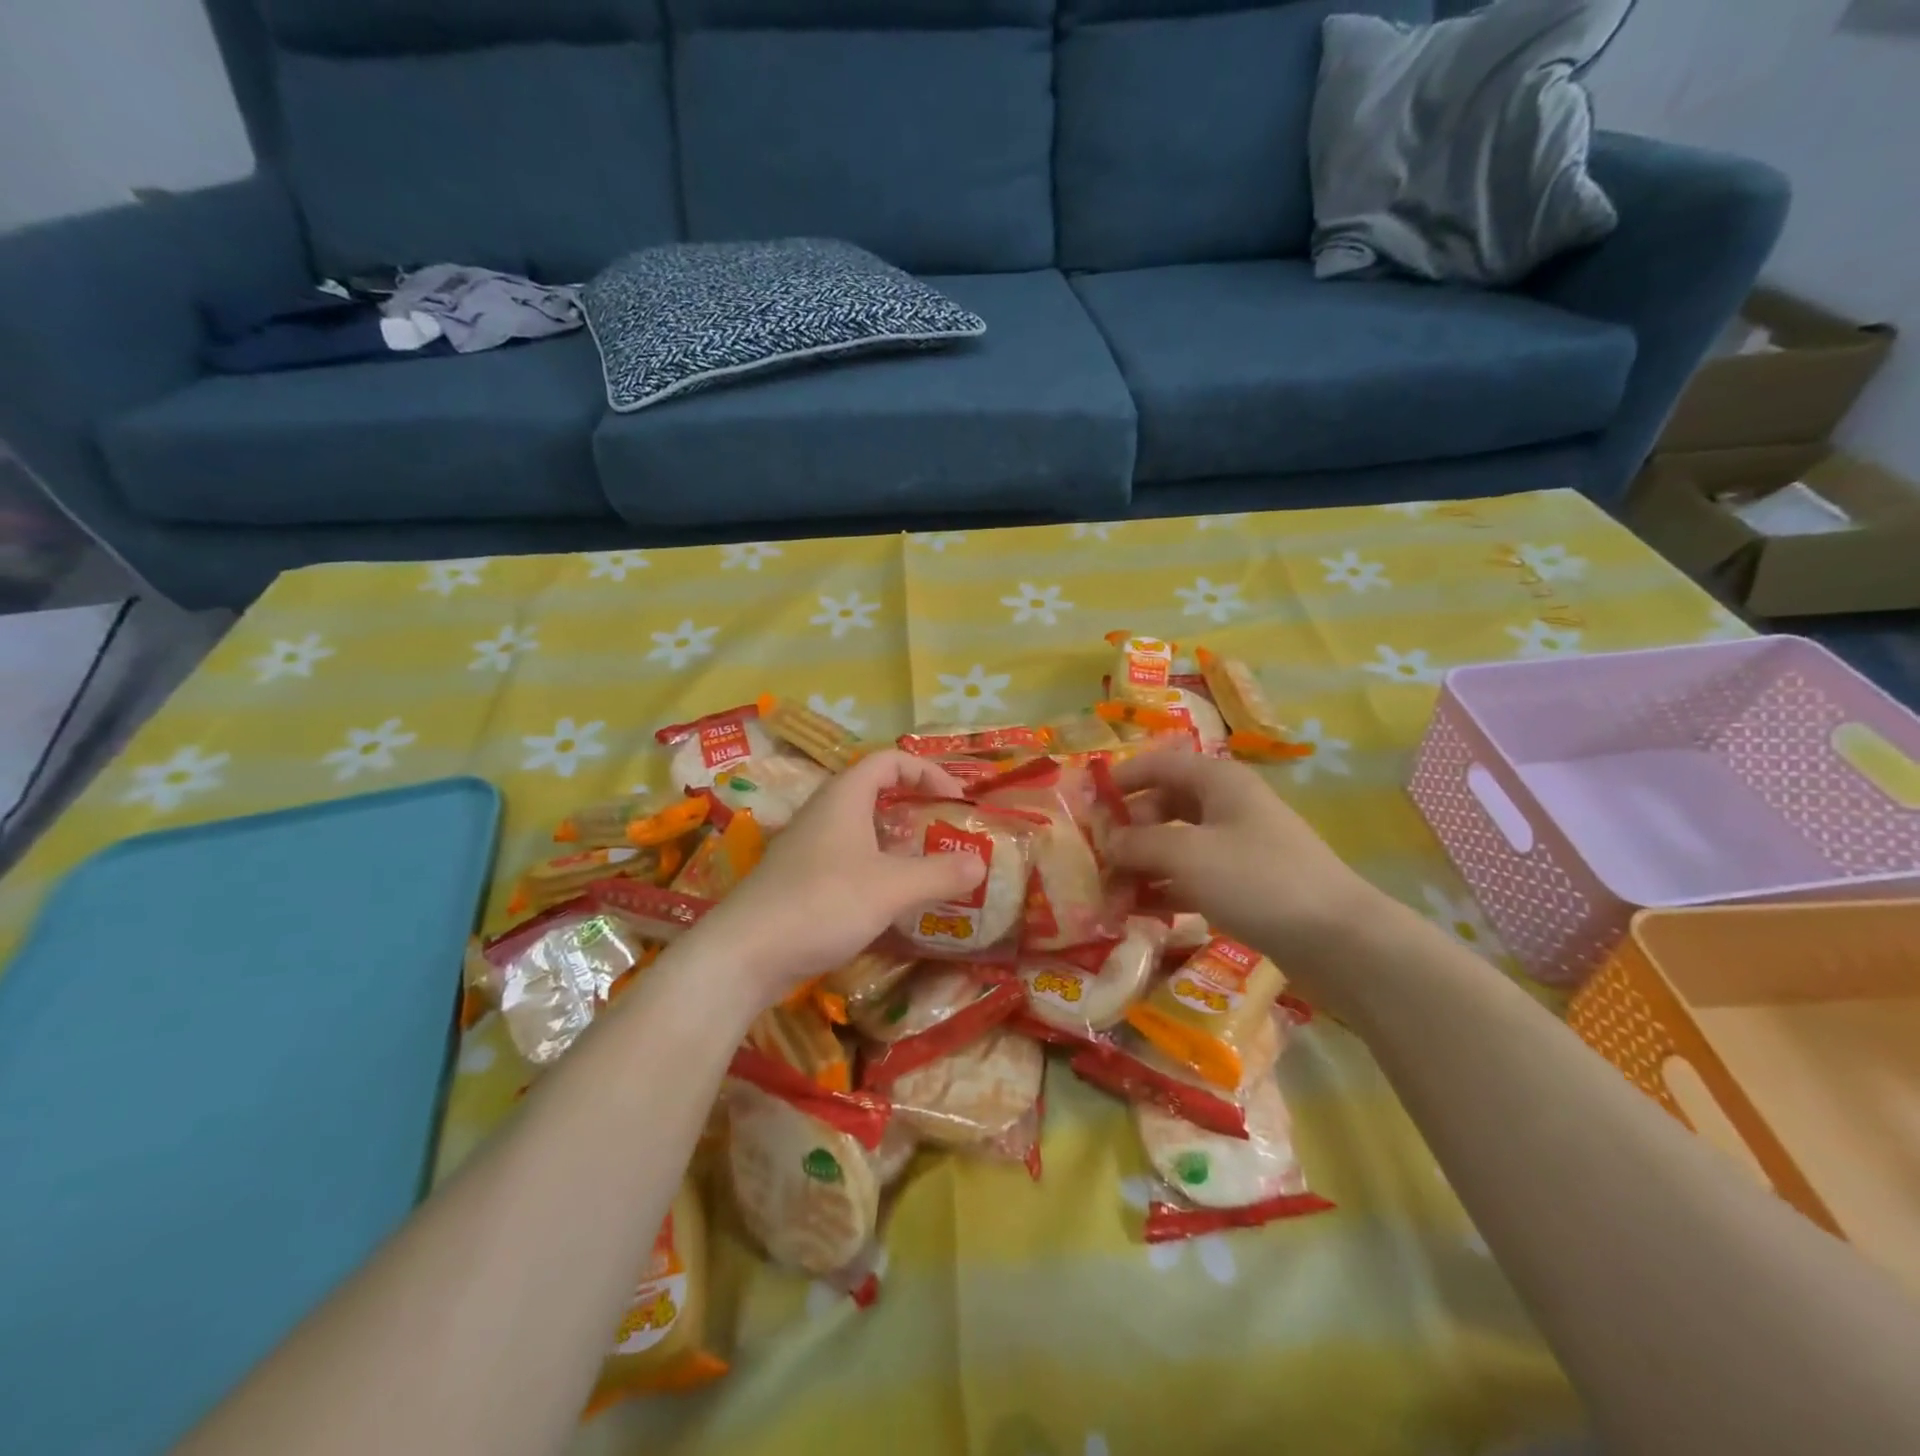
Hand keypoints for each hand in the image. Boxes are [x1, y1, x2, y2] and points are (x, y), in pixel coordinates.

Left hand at [691, 750, 985, 1004]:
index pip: (890, 760)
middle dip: (915, 808)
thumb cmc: (822, 903)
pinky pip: (847, 860)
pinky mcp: (800, 880)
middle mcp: (824, 813)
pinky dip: (876, 870)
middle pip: (875, 793)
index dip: (927, 771)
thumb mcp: (891, 888)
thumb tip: (978, 864)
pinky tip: (890, 902)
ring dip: (896, 843)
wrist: (744, 954)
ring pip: (861, 830)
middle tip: (945, 833)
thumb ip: (939, 874)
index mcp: (844, 797)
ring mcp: (807, 847)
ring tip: (927, 869)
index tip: (956, 799)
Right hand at [1107, 750, 1387, 982]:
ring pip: (1175, 845)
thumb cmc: (1256, 879)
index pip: (1158, 764)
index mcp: (1217, 781)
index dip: (1120, 779)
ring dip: (1140, 866)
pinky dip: (1164, 889)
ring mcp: (1237, 846)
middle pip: (1163, 806)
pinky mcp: (1244, 884)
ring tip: (1108, 895)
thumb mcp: (1185, 854)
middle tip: (1094, 862)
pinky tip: (1139, 911)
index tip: (1084, 805)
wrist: (1338, 940)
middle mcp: (1226, 806)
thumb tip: (1105, 842)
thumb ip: (1137, 843)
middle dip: (1126, 832)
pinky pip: (1192, 877)